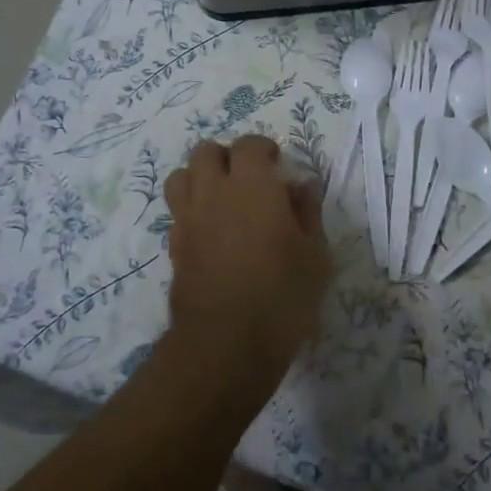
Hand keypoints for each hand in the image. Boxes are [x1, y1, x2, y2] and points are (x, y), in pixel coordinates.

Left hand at [164, 135, 330, 397]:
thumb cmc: (283, 296)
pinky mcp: (174, 246)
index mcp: (252, 186)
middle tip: (248, 178)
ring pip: (181, 176)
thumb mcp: (315, 255)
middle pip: (205, 151)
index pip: (248, 145)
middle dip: (227, 157)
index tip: (278, 165)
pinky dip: (192, 210)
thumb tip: (303, 184)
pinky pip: (177, 211)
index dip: (263, 149)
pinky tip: (211, 232)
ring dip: (200, 178)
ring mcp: (188, 219)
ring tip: (222, 199)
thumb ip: (309, 212)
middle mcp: (213, 192)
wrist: (226, 345)